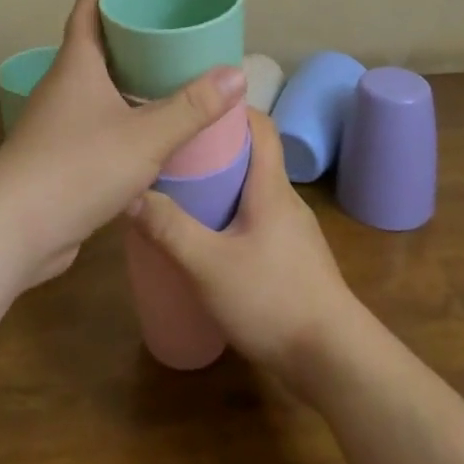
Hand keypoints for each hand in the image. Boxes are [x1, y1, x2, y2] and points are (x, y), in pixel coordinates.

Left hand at [0, 0, 245, 281]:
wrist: (11, 233)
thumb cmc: (76, 168)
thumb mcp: (144, 136)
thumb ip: (192, 108)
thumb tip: (237, 74)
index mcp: (76, 64)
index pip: (90, 5)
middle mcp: (64, 85)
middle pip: (98, 43)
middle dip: (135, 32)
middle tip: (177, 31)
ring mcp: (59, 122)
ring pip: (99, 86)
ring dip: (132, 78)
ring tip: (175, 78)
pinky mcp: (60, 156)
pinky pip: (98, 121)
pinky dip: (125, 116)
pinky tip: (153, 132)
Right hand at [126, 110, 363, 388]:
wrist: (334, 358)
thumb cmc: (273, 299)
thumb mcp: (209, 265)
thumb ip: (170, 229)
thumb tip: (130, 193)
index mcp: (271, 188)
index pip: (261, 126)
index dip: (232, 108)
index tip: (195, 105)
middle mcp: (286, 201)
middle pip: (253, 157)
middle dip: (215, 149)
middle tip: (173, 153)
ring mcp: (293, 232)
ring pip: (254, 193)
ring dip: (223, 187)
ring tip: (182, 195)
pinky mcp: (293, 260)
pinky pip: (259, 222)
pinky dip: (232, 218)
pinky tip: (208, 243)